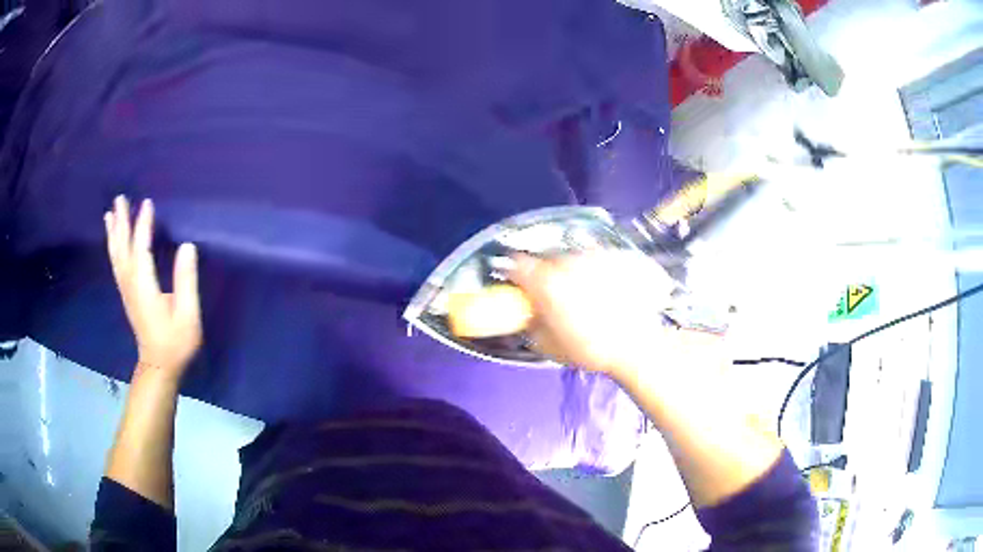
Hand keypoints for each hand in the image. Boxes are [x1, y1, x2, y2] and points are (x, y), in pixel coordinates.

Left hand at [105, 196, 201, 380]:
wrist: (159, 366)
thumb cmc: (176, 343)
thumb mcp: (188, 315)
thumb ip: (186, 280)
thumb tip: (187, 246)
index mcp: (145, 288)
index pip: (141, 250)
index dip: (143, 225)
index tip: (147, 202)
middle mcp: (131, 285)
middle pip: (123, 249)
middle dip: (121, 223)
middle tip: (119, 198)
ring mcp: (126, 290)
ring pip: (116, 256)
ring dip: (113, 233)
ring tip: (110, 213)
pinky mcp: (127, 294)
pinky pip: (117, 264)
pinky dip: (113, 247)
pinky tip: (113, 239)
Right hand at [510, 250, 677, 377]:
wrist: (637, 345)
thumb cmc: (590, 348)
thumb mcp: (547, 345)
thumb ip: (531, 324)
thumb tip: (528, 315)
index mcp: (545, 282)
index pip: (516, 265)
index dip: (515, 277)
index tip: (520, 289)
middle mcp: (567, 261)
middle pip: (546, 261)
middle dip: (546, 277)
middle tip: (555, 300)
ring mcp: (593, 256)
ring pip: (572, 259)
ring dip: (572, 274)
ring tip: (586, 300)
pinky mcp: (616, 257)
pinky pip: (596, 261)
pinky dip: (596, 273)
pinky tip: (606, 294)